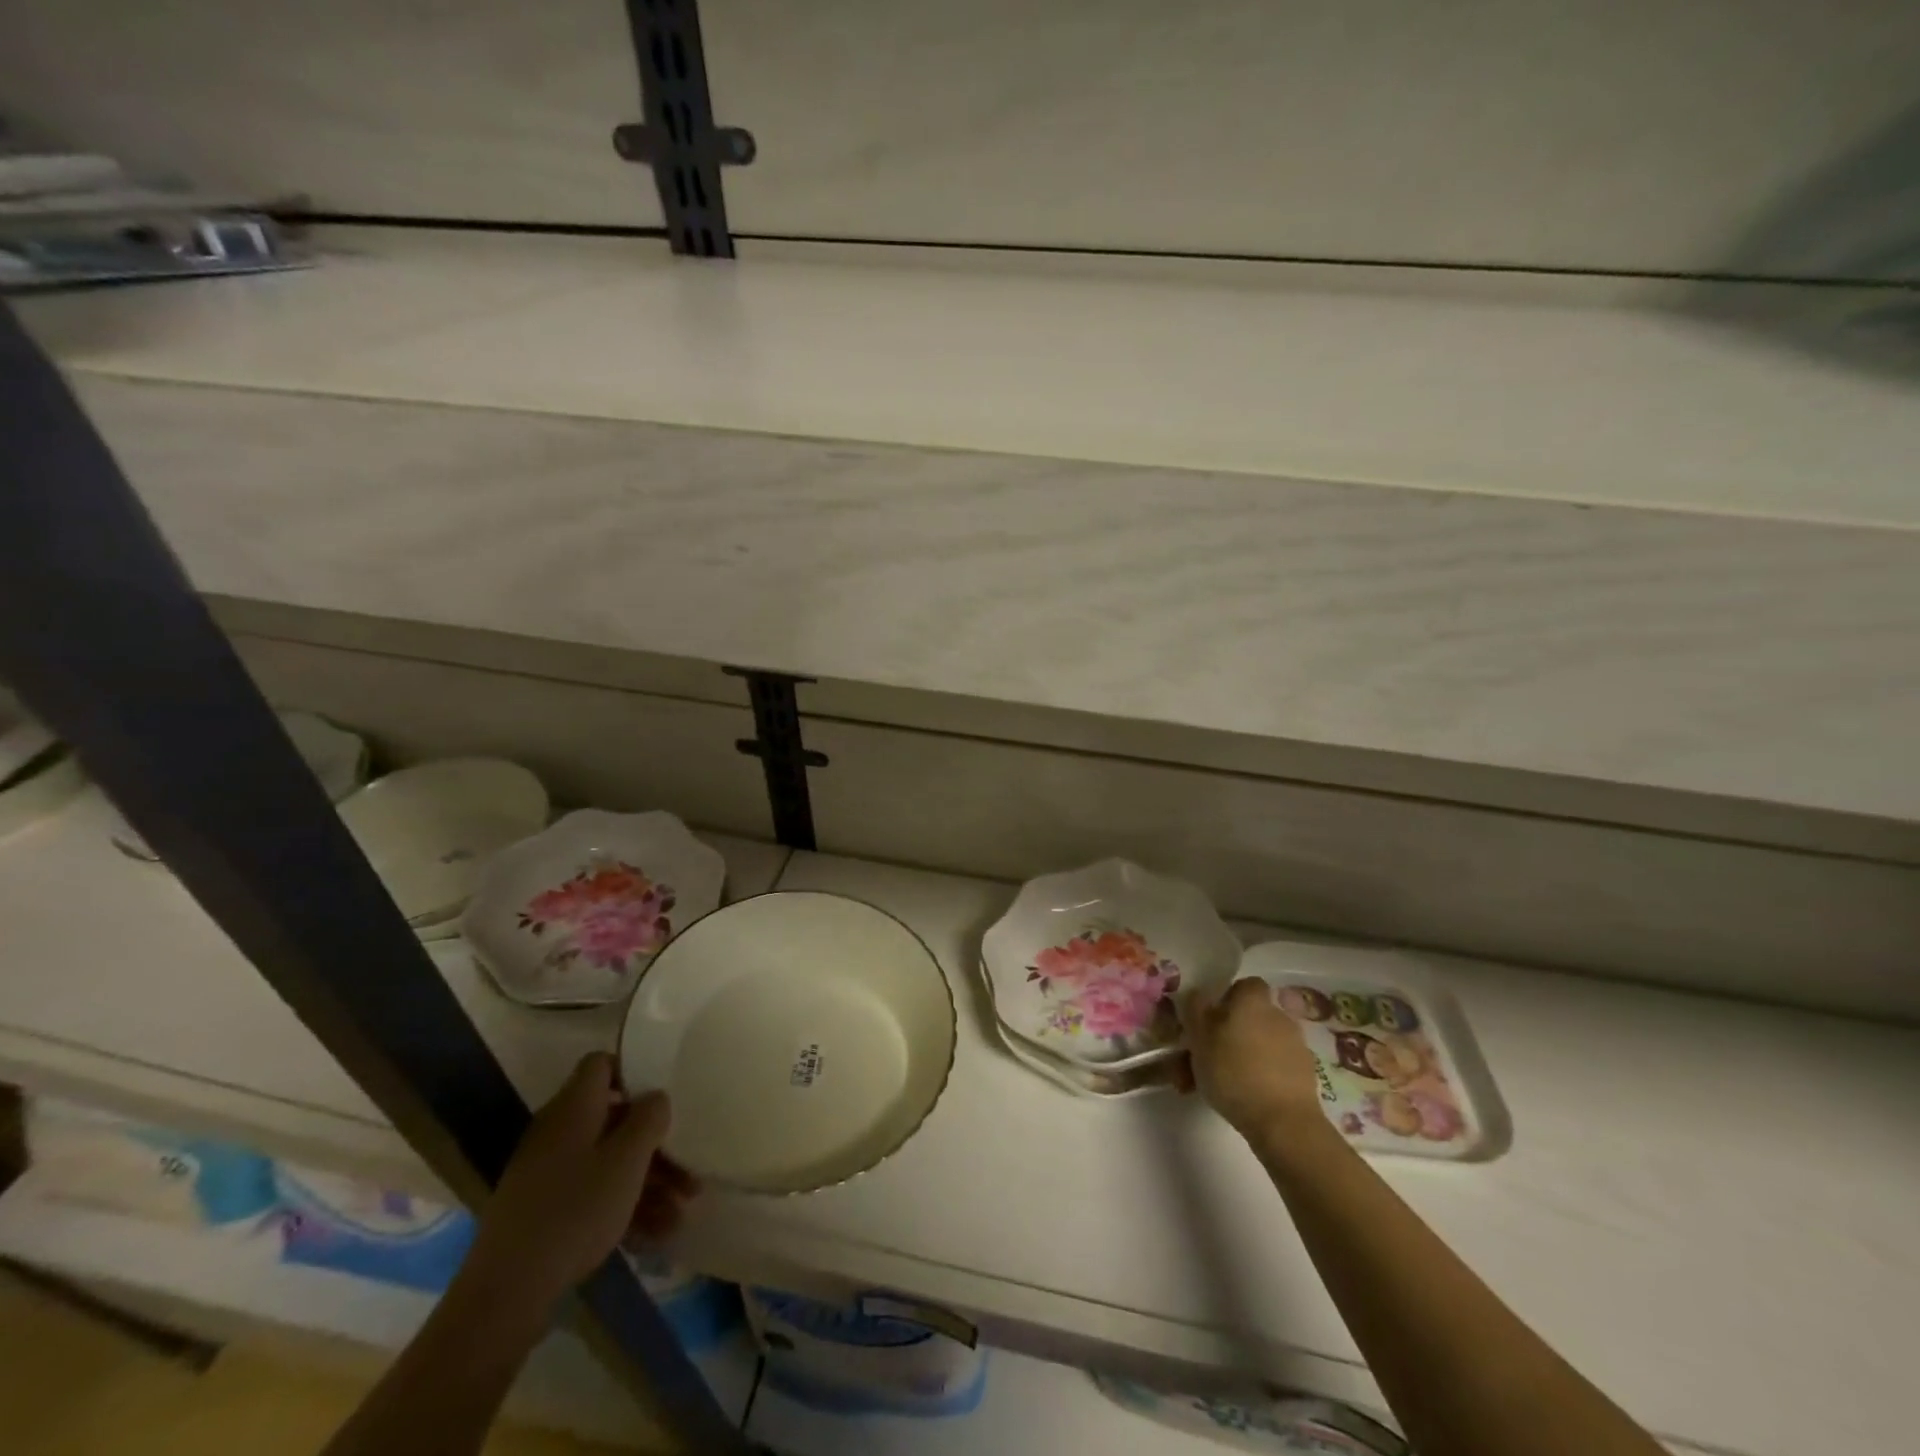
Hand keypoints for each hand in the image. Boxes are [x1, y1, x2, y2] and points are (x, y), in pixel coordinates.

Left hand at [459, 1053, 698, 1317]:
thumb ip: (649, 1118)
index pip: (602, 1064)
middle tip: (687, 1173)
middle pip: (614, 1120)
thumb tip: (655, 1096)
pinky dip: (624, 1208)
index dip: (633, 1072)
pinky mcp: (543, 1211)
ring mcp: (547, 1173)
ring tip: (680, 1216)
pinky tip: (654, 1237)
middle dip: (655, 1145)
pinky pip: (592, 1194)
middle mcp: (558, 1131)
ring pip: (608, 1162)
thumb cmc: (575, 1210)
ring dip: (647, 1183)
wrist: (504, 1294)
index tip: (663, 1097)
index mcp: (574, 1107)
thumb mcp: (626, 1160)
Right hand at [1181, 977, 1324, 1138]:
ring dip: (1242, 1057)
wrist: (1283, 1122)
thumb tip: (1197, 993)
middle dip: (1230, 1034)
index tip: (1209, 1019)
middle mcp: (1278, 1016)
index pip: (1244, 985)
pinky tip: (1244, 1098)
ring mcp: (1296, 1046)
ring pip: (1260, 1045)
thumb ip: (1195, 1010)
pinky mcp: (1306, 1075)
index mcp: (1252, 1001)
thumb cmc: (1233, 1072)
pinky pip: (1275, 1067)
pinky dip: (1260, 1076)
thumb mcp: (1198, 1037)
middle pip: (1250, 1017)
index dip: (1227, 998)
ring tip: (1219, 1085)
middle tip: (1206, 1058)